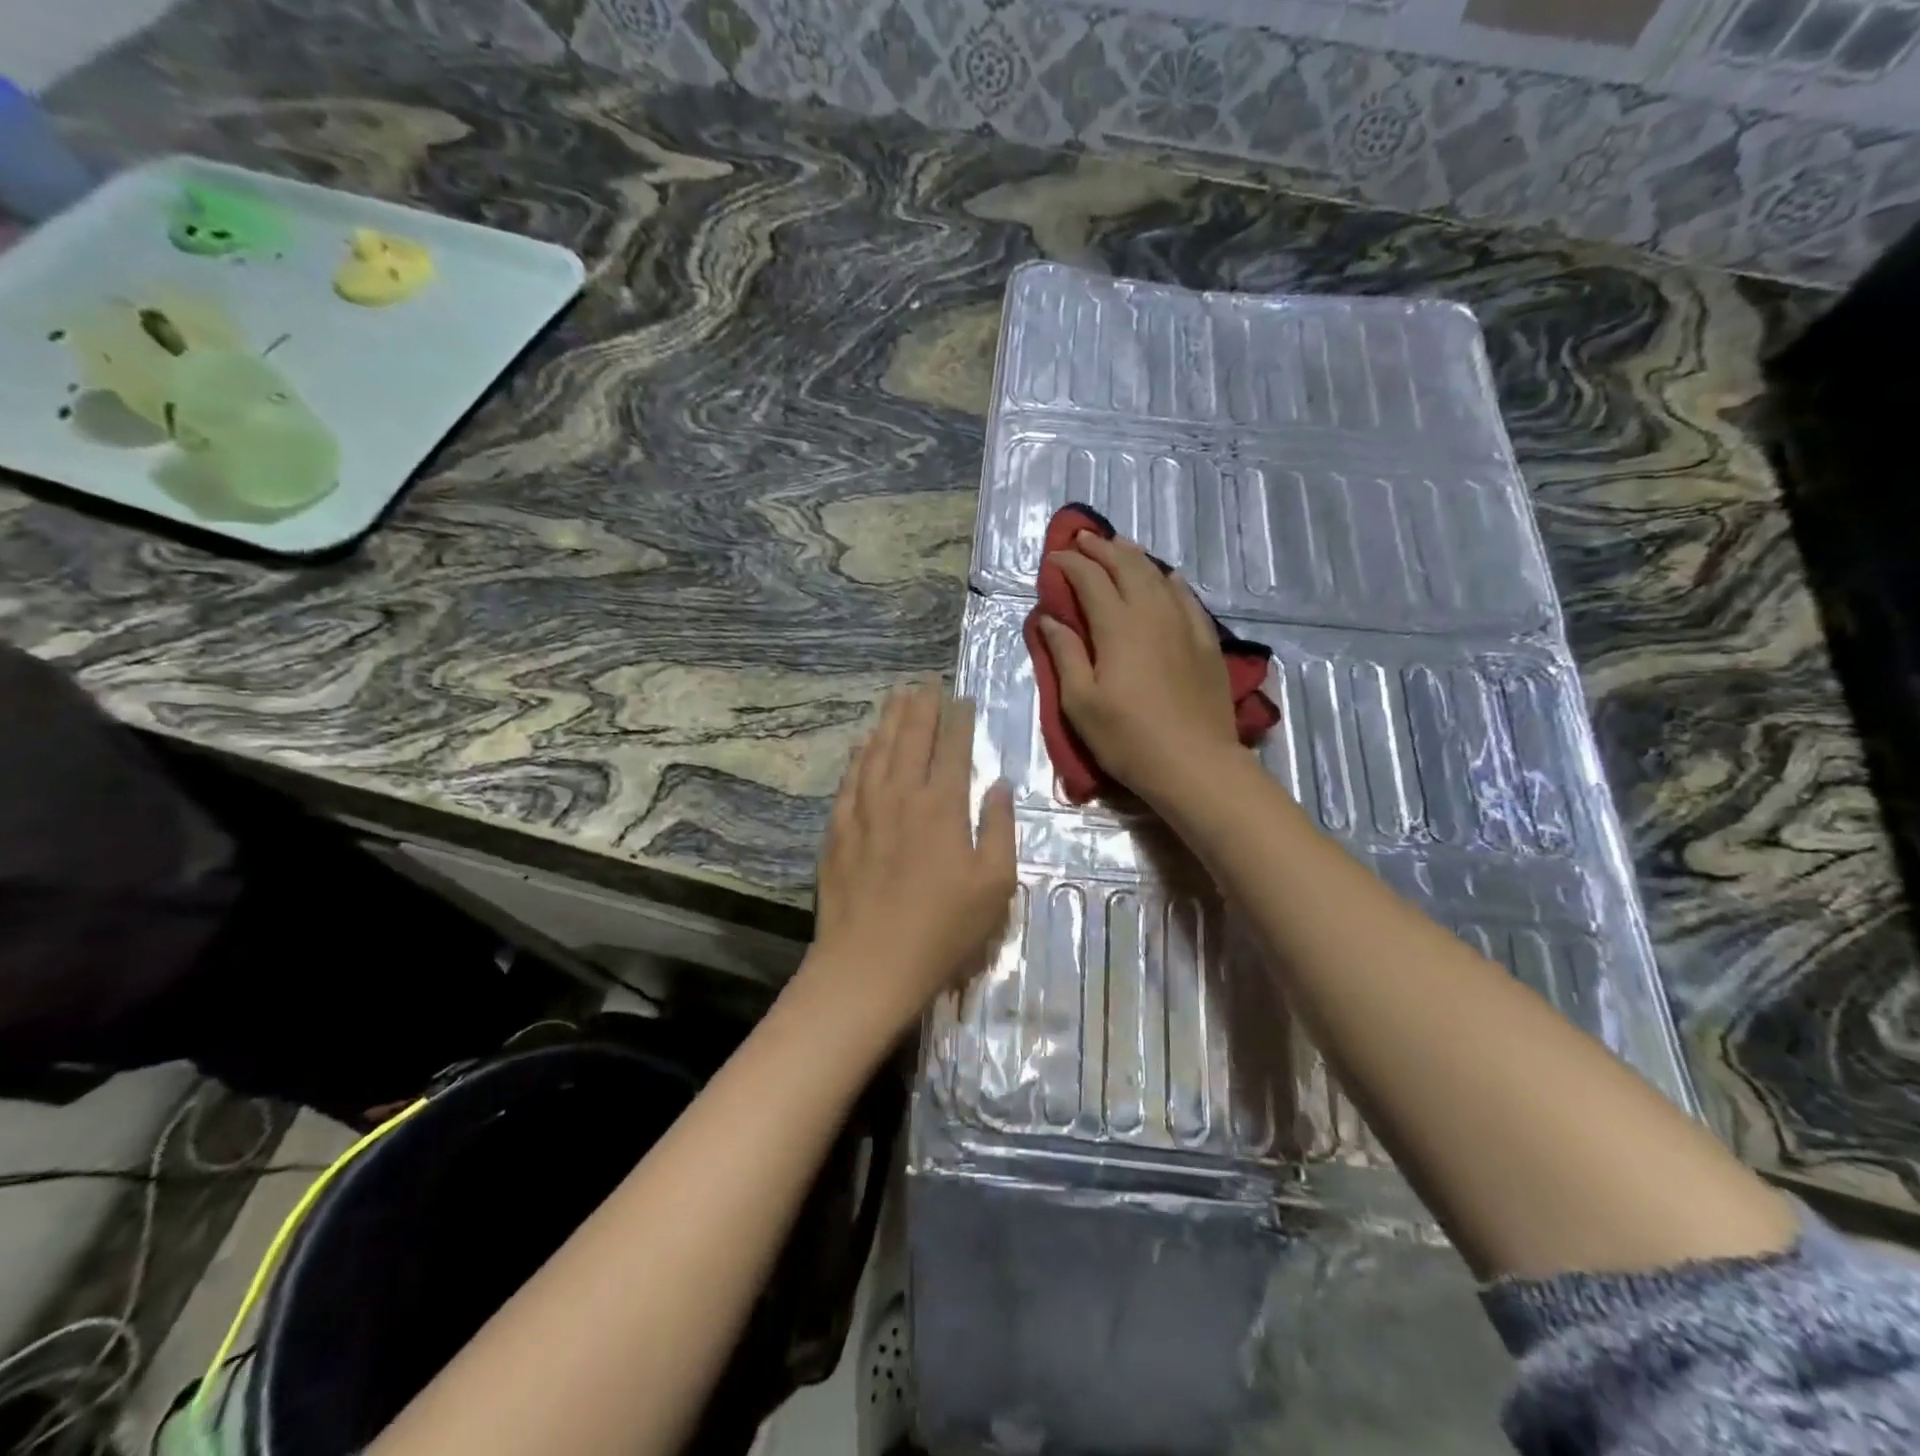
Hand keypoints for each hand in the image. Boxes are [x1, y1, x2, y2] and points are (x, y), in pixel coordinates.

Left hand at [801, 684, 1016, 1043]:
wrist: (869, 964)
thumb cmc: (944, 929)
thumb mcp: (994, 884)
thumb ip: (998, 827)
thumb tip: (998, 784)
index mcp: (942, 806)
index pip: (952, 748)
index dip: (958, 719)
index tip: (961, 698)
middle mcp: (901, 795)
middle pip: (910, 738)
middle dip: (920, 706)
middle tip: (925, 681)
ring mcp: (863, 810)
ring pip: (876, 751)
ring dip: (888, 720)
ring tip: (896, 695)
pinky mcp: (838, 830)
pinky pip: (850, 779)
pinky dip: (859, 755)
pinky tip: (863, 743)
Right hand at [1037, 532, 1241, 808]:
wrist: (1195, 763)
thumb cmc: (1127, 738)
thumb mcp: (1080, 703)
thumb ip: (1065, 655)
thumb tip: (1050, 619)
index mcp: (1117, 626)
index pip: (1090, 580)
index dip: (1069, 565)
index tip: (1053, 559)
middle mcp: (1152, 614)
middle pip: (1126, 567)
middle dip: (1101, 549)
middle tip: (1082, 539)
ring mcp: (1184, 625)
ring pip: (1158, 576)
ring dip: (1134, 557)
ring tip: (1119, 546)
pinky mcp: (1206, 642)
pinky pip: (1187, 598)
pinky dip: (1170, 581)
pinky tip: (1167, 577)